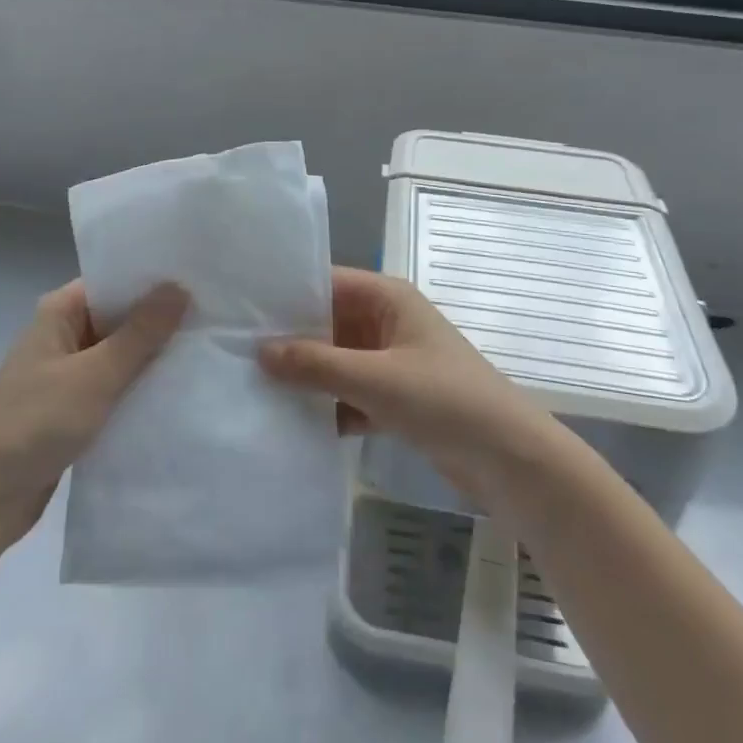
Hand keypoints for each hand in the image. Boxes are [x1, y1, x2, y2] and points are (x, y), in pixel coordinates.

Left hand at [0, 280, 187, 552]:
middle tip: (214, 314)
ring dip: (152, 354)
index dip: (153, 279)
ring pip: (119, 352)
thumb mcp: (95, 375)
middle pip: (119, 315)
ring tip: (205, 346)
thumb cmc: (36, 423)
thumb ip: (140, 333)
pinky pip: (113, 383)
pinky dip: (138, 384)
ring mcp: (66, 371)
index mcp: (59, 312)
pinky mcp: (72, 404)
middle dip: (160, 318)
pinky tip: (176, 387)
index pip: (114, 281)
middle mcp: (62, 333)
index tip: (198, 278)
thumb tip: (180, 286)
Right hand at [257, 267, 550, 502]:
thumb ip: (316, 365)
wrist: (511, 460)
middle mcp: (386, 322)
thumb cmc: (445, 400)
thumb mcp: (376, 379)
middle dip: (288, 340)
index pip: (326, 282)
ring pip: (335, 361)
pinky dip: (326, 406)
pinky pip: (348, 394)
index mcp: (387, 298)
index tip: (238, 310)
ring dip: (305, 377)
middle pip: (327, 323)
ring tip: (249, 387)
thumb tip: (259, 351)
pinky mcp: (394, 399)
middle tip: (232, 353)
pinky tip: (288, 422)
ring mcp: (390, 362)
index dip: (285, 294)